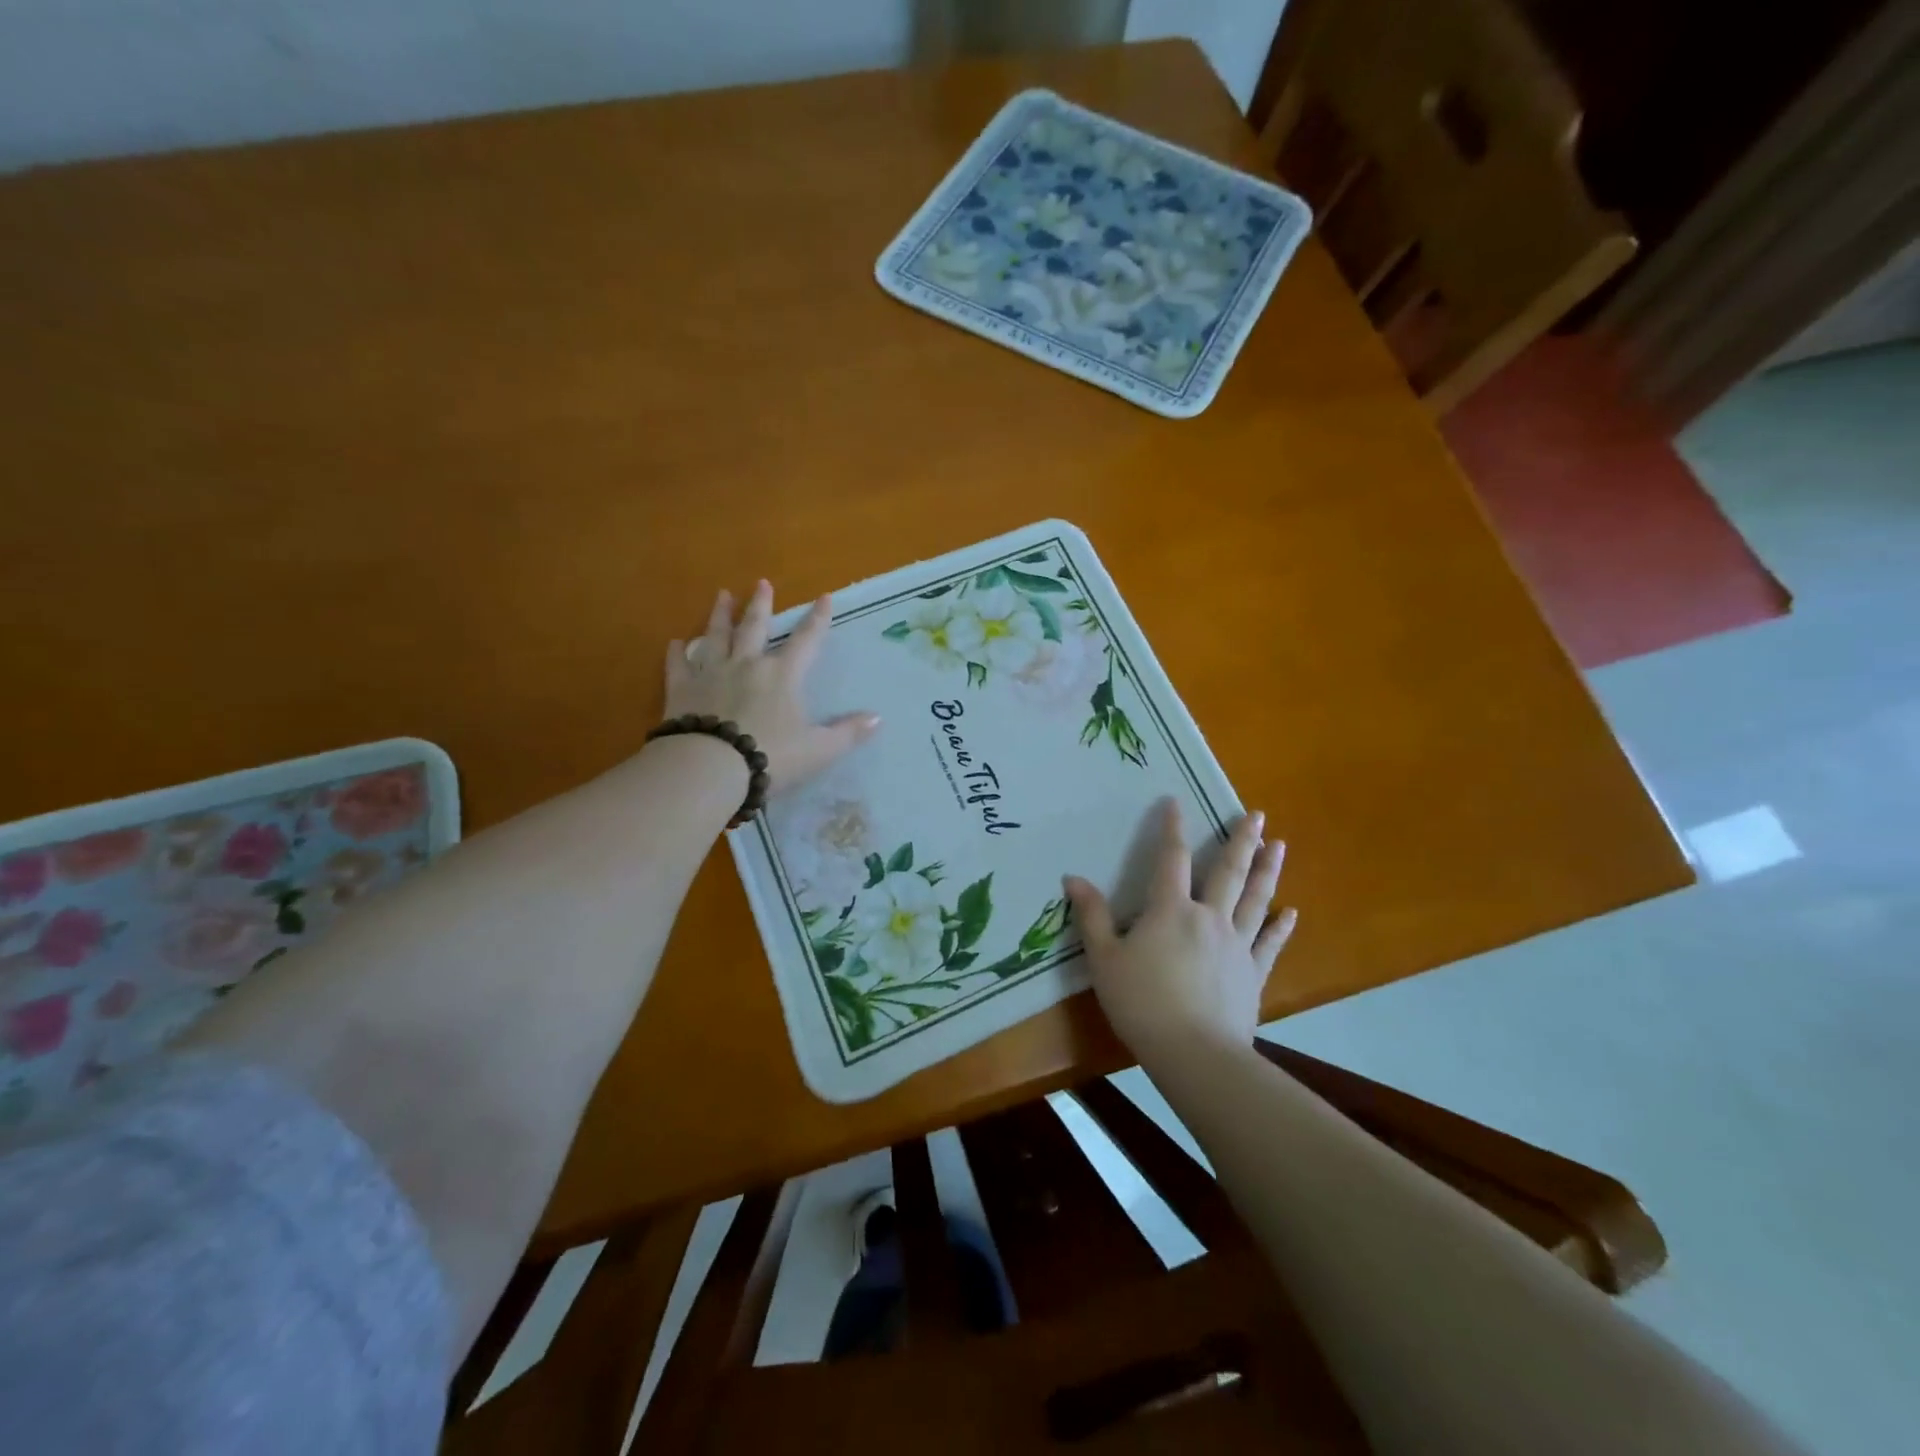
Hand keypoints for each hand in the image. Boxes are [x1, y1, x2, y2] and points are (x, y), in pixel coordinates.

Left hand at [665, 581, 880, 794]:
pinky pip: (679, 665)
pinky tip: (676, 642)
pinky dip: (678, 653)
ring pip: (716, 637)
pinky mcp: (681, 690)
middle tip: (761, 583)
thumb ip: (848, 733)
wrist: (710, 768)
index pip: (806, 641)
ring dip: (720, 616)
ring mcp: (711, 674)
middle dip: (761, 605)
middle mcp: (747, 665)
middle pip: (755, 628)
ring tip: (722, 595)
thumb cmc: (771, 756)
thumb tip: (877, 718)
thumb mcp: (819, 750)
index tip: (824, 597)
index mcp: (782, 676)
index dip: (817, 620)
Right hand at [1063, 798, 1295, 1065]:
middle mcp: (1208, 918)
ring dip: (1267, 871)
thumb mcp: (1104, 958)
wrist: (1194, 1053)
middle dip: (1242, 840)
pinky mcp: (1253, 973)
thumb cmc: (1141, 1002)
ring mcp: (1236, 945)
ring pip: (1255, 899)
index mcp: (1170, 910)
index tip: (1177, 802)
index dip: (1173, 828)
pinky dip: (1280, 926)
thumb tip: (1073, 877)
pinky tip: (1290, 912)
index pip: (1172, 858)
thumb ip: (1092, 916)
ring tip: (1280, 845)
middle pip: (1229, 872)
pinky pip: (1269, 943)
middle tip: (1257, 815)